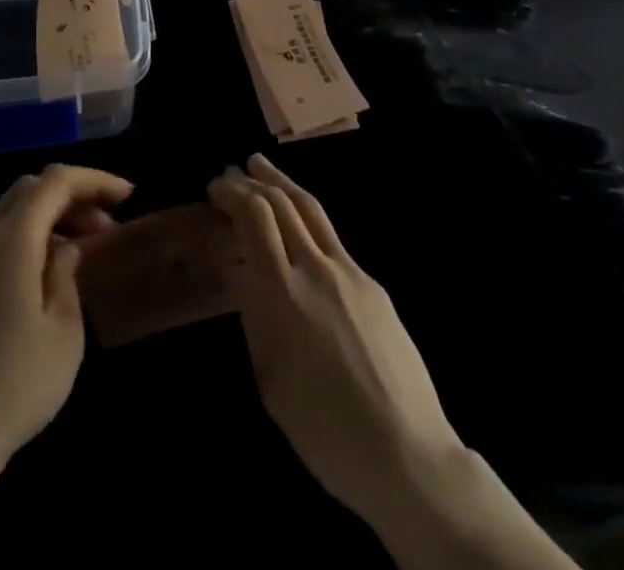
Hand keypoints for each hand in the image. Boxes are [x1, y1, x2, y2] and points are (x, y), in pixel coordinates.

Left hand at [0, 163, 132, 480]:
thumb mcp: (64, 329)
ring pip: (8, 212)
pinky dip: (23, 238)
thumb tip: (64, 248)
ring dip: (47, 217)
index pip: (56, 181)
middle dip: (71, 196)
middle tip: (104, 225)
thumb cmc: (16, 382)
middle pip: (29, 189)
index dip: (93, 180)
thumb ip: (67, 273)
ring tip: (79, 249)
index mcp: (12, 237)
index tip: (126, 196)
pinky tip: (41, 274)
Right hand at [210, 156, 574, 569]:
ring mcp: (350, 273)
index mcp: (283, 293)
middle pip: (281, 203)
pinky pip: (332, 239)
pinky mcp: (373, 285)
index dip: (232, 193)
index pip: (255, 217)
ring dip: (281, 183)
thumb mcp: (270, 379)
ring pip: (311, 209)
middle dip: (252, 182)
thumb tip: (242, 273)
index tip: (215, 188)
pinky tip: (299, 226)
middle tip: (230, 173)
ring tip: (261, 166)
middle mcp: (316, 269)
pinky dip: (306, 218)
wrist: (408, 456)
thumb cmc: (324, 430)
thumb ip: (254, 316)